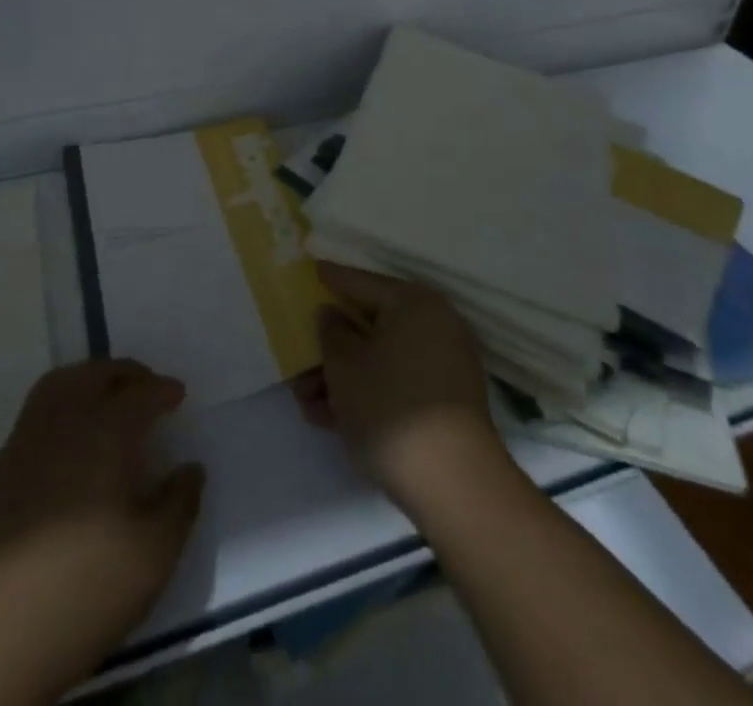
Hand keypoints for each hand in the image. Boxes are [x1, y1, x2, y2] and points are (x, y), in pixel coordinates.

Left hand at [0, 360, 202, 705]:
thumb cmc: (83, 589)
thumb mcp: (153, 556)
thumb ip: (179, 504)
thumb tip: (191, 469)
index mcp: (106, 432)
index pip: (140, 393)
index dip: (162, 390)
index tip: (178, 395)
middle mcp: (64, 422)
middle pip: (95, 374)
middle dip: (124, 373)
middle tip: (145, 386)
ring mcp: (24, 442)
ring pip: (58, 385)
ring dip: (87, 380)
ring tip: (106, 400)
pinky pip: (35, 415)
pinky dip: (60, 410)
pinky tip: (68, 444)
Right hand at [307, 262, 509, 515]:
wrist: (453, 484)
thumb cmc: (389, 405)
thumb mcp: (344, 365)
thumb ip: (331, 332)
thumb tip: (332, 314)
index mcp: (413, 303)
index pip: (362, 282)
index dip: (332, 278)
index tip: (312, 269)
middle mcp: (434, 325)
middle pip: (371, 325)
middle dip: (332, 346)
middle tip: (299, 356)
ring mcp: (444, 366)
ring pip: (381, 360)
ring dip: (342, 377)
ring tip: (306, 402)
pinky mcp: (445, 403)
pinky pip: (397, 384)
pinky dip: (367, 394)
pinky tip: (330, 418)